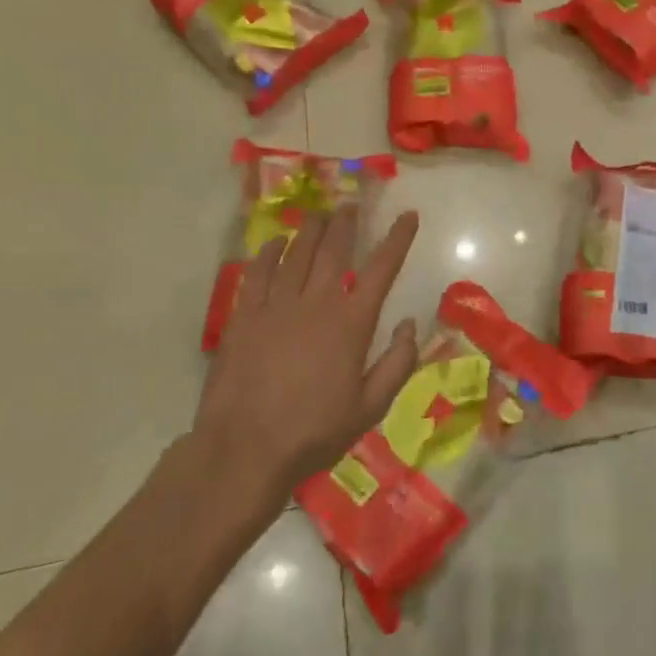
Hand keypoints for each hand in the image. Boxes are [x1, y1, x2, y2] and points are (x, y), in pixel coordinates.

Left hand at [194, 206, 421, 501]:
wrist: (244, 451)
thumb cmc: (314, 432)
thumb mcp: (370, 407)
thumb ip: (398, 363)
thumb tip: (410, 323)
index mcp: (352, 323)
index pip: (382, 268)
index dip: (398, 238)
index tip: (408, 215)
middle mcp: (316, 303)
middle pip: (334, 249)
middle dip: (347, 222)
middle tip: (351, 204)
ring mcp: (276, 306)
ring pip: (297, 252)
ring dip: (312, 229)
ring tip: (320, 214)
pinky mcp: (244, 315)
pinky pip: (258, 271)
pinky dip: (270, 251)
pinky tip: (277, 242)